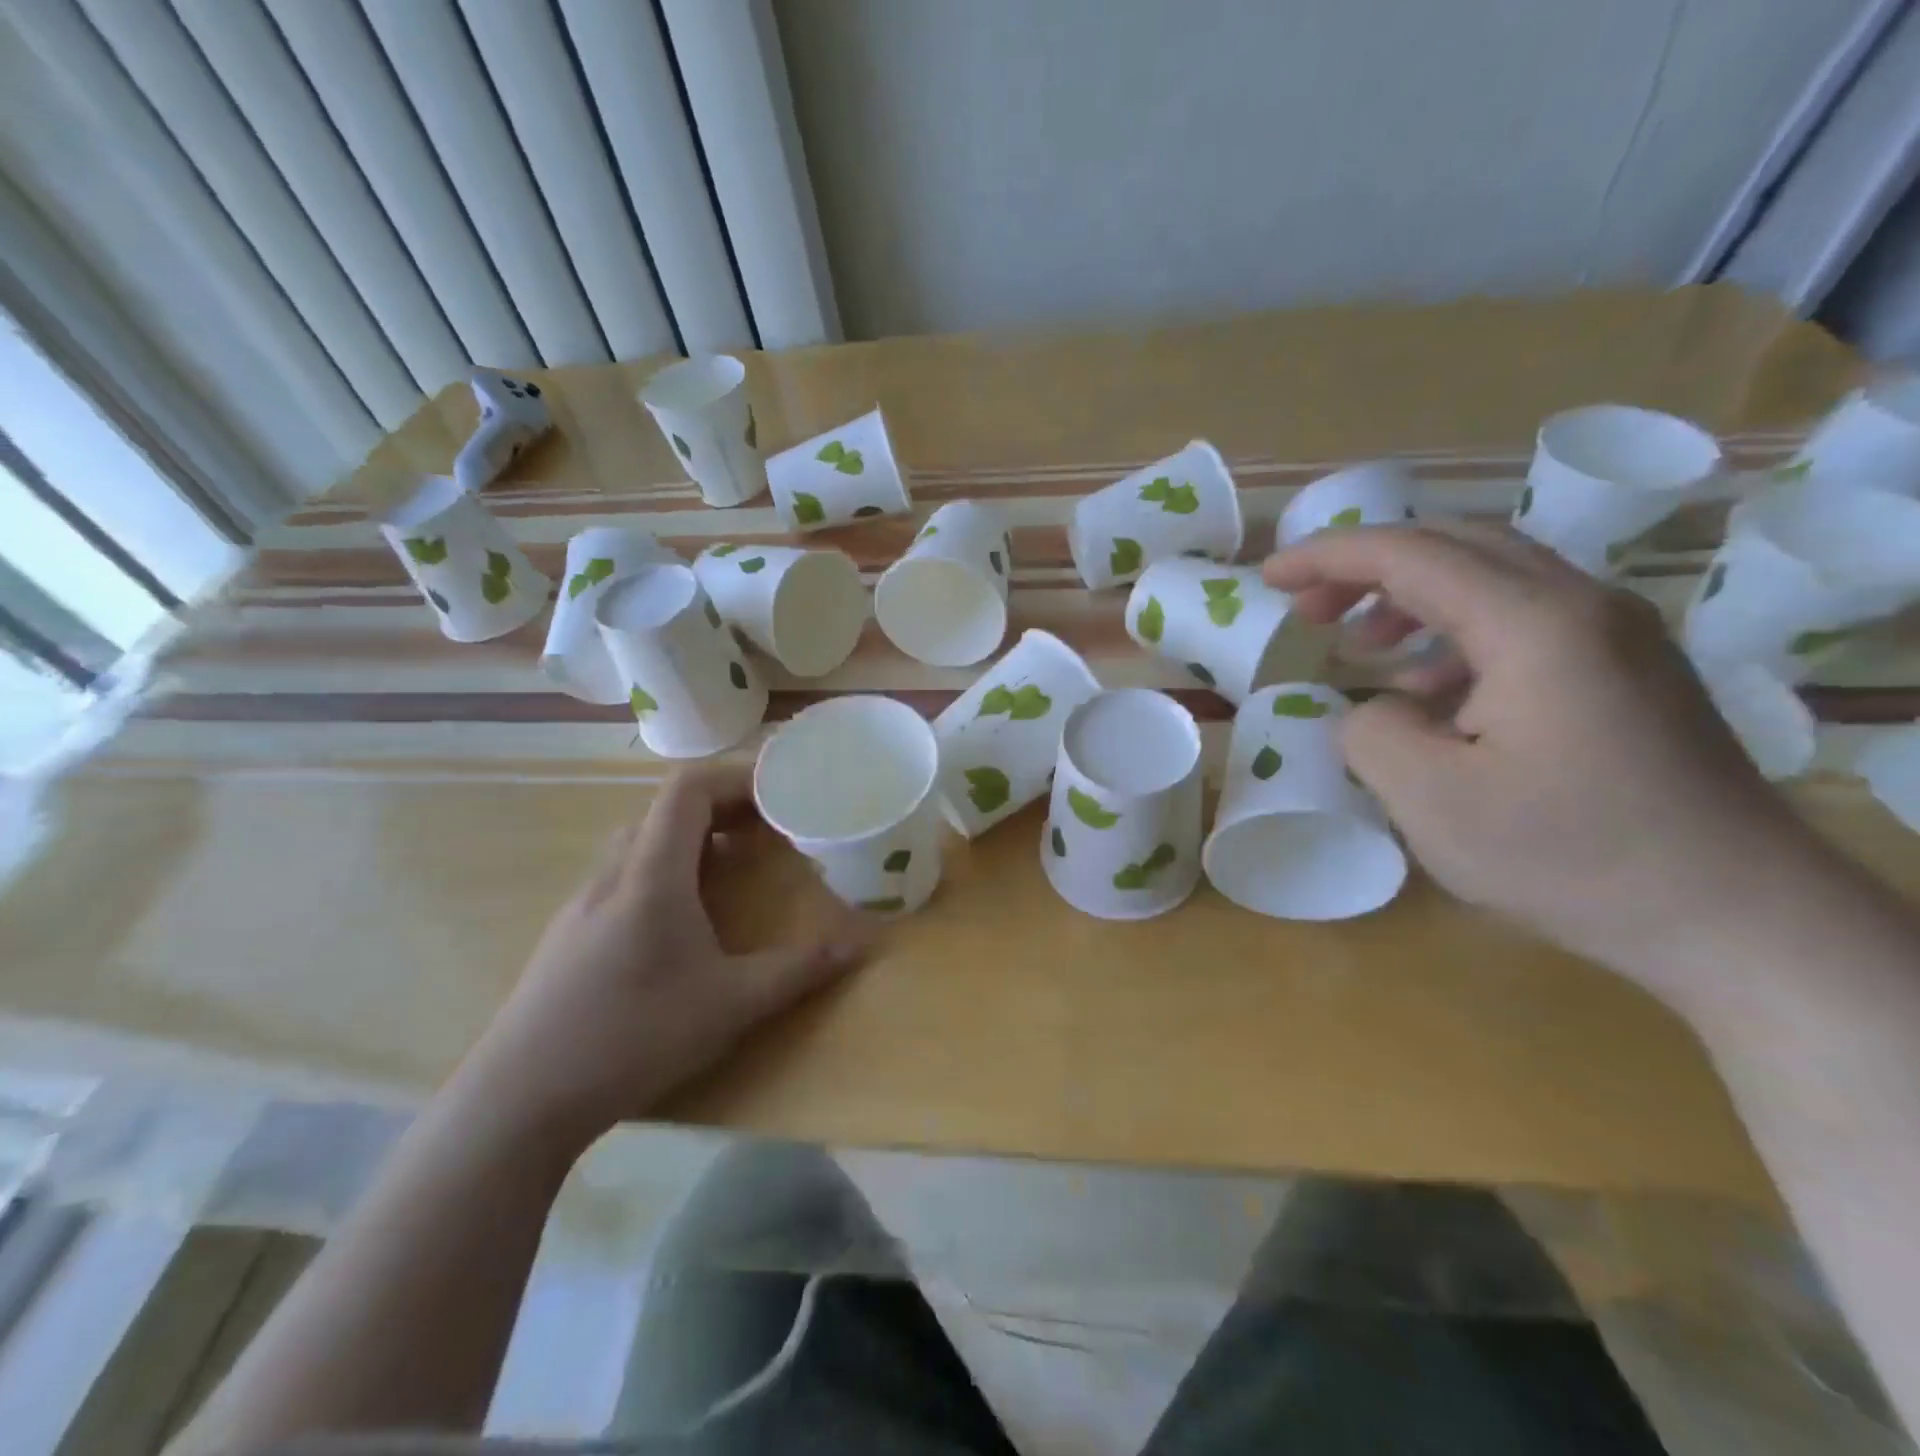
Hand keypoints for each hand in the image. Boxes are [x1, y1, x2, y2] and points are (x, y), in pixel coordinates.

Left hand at [457, 764, 869, 1147]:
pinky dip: (664, 869)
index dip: (735, 778)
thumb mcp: (730, 1005)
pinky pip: (624, 873)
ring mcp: (583, 902)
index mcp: (652, 875)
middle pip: (665, 809)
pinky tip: (681, 918)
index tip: (778, 792)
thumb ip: (797, 970)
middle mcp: (613, 874)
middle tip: (766, 829)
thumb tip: (859, 946)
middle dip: (721, 807)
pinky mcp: (569, 932)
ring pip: (641, 841)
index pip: (687, 790)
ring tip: (731, 866)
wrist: (518, 1100)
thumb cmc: (633, 1037)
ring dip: (691, 839)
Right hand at [1265, 524, 1827, 996]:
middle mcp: (1583, 606)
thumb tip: (1375, 709)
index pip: (1409, 554)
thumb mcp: (1430, 800)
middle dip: (1367, 568)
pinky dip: (1456, 635)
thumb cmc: (1570, 855)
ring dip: (1412, 599)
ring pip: (1492, 579)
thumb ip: (1371, 733)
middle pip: (1455, 547)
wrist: (1735, 917)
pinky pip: (1524, 621)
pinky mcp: (1627, 671)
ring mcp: (1616, 635)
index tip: (1267, 576)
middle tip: (1307, 608)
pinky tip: (1430, 689)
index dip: (1327, 557)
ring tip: (1360, 646)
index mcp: (1533, 624)